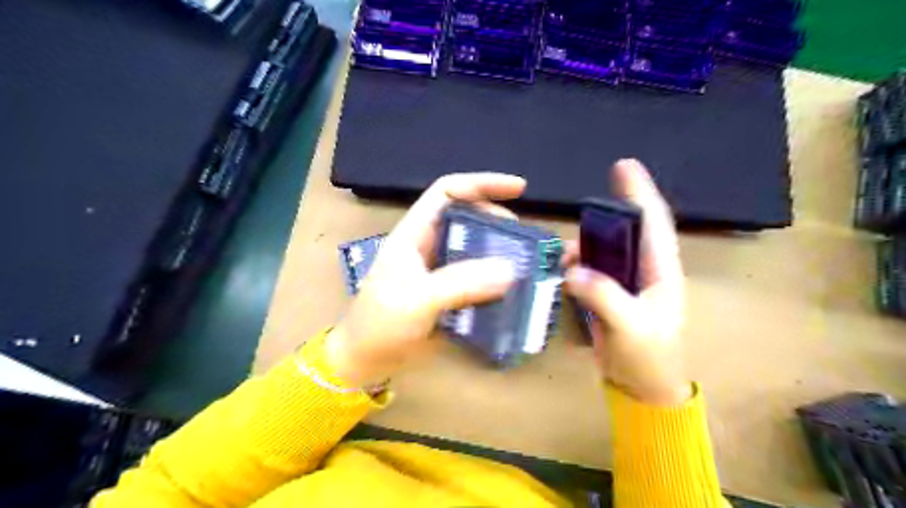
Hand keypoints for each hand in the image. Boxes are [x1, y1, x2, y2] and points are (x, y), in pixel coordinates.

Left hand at [326, 172, 528, 386]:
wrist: (365, 361)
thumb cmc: (381, 324)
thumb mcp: (418, 299)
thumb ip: (461, 283)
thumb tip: (510, 269)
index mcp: (414, 234)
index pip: (448, 192)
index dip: (482, 184)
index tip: (519, 189)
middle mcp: (427, 246)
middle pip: (466, 217)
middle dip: (495, 220)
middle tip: (521, 237)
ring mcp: (437, 270)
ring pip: (473, 248)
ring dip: (497, 251)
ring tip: (522, 262)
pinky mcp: (445, 293)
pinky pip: (474, 277)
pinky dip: (493, 280)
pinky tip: (510, 290)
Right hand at [564, 160, 691, 405]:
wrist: (642, 387)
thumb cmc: (649, 357)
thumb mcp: (630, 327)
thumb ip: (604, 296)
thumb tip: (572, 271)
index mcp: (661, 271)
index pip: (653, 223)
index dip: (640, 192)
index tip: (624, 165)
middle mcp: (644, 270)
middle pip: (625, 231)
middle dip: (604, 218)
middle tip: (580, 212)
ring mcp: (625, 282)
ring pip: (603, 251)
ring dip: (583, 248)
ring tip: (565, 258)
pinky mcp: (609, 295)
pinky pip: (590, 271)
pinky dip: (576, 268)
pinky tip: (562, 273)